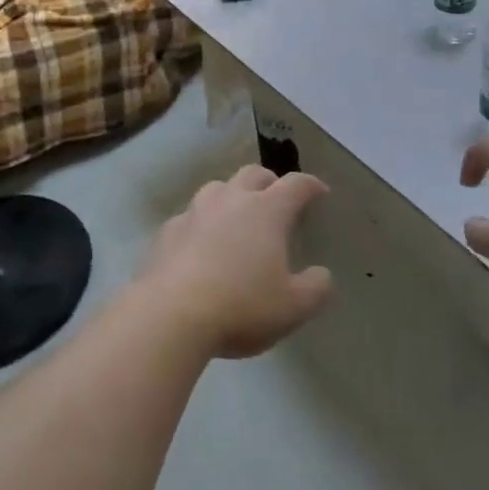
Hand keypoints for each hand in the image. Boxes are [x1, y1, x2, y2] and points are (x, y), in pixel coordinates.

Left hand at [139, 166, 332, 358]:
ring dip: (233, 196)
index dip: (311, 185)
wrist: (170, 315)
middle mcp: (231, 200)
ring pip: (218, 188)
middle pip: (254, 174)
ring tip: (238, 217)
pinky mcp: (167, 230)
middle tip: (278, 200)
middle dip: (270, 182)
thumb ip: (316, 288)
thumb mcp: (293, 307)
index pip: (296, 184)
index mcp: (267, 210)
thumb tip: (321, 274)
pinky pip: (190, 216)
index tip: (320, 192)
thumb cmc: (241, 307)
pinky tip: (202, 244)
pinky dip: (203, 223)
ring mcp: (195, 212)